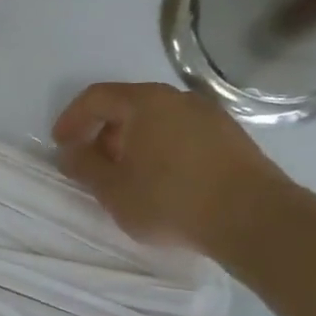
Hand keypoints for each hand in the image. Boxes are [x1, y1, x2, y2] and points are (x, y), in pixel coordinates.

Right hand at [51, 82, 291, 255]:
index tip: (61, 146)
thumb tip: (70, 153)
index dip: (72, 119)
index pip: (96, 97)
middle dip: (103, 133)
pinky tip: (161, 181)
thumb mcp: (112, 189)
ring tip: (126, 177)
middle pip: (128, 106)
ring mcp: (210, 116)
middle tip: (93, 164)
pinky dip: (161, 149)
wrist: (253, 218)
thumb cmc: (170, 199)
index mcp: (145, 103)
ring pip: (157, 121)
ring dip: (133, 143)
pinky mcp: (231, 138)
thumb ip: (84, 167)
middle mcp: (179, 99)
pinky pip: (182, 134)